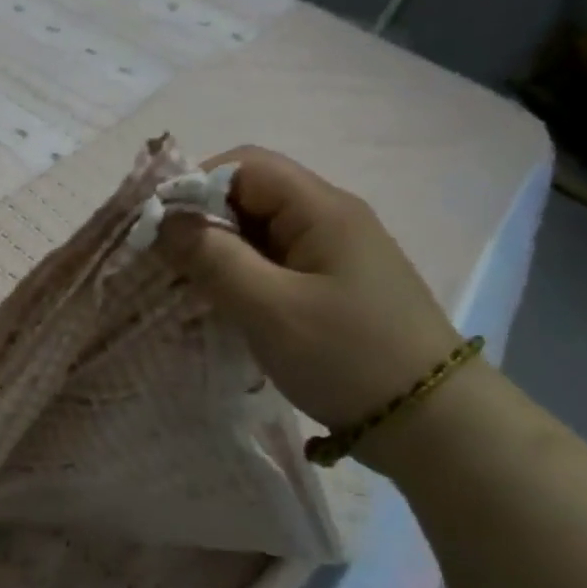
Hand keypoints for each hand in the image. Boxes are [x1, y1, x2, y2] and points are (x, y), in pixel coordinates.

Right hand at [156, 146, 462, 434]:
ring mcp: (331, 255)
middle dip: (201, 224)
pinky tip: (220, 307)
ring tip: (184, 289)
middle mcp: (328, 220)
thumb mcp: (270, 308)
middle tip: (164, 265)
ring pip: (257, 234)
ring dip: (217, 254)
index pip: (245, 166)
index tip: (157, 229)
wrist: (429, 421)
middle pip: (250, 197)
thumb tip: (164, 220)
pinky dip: (238, 278)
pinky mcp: (329, 288)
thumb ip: (213, 259)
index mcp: (321, 209)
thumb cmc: (347, 356)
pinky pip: (271, 265)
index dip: (195, 186)